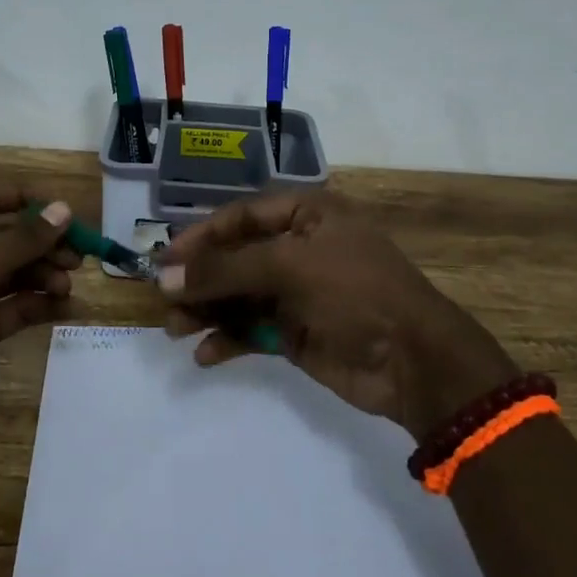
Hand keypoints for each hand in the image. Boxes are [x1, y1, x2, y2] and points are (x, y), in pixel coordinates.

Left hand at [0, 183, 77, 468]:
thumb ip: (17, 242)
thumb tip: (63, 210)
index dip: (22, 199)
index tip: (63, 210)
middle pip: (2, 238)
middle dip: (41, 243)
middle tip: (79, 254)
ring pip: (12, 273)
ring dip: (43, 274)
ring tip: (68, 286)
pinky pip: (13, 307)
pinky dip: (39, 304)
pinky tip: (68, 307)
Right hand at [154, 192, 517, 437]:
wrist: (413, 361)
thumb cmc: (355, 291)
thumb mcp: (290, 267)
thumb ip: (226, 271)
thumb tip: (166, 278)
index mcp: (307, 215)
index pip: (241, 217)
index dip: (201, 236)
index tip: (165, 260)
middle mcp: (299, 248)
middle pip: (236, 258)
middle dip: (201, 279)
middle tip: (163, 301)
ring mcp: (297, 292)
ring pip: (238, 295)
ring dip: (207, 310)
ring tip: (174, 329)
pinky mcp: (295, 333)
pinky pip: (251, 330)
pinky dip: (227, 339)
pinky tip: (204, 354)